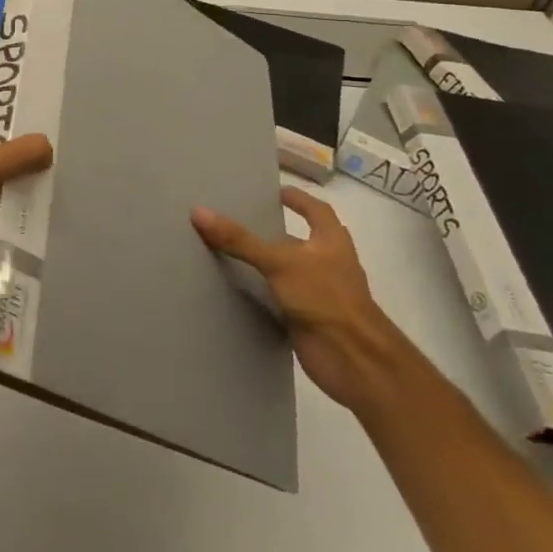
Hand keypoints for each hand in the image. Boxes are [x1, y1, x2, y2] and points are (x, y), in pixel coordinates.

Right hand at [192, 187, 409, 413]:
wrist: (353, 360)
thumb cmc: (325, 298)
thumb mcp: (279, 262)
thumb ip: (240, 240)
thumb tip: (198, 212)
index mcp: (331, 242)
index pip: (317, 211)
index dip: (299, 199)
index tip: (276, 192)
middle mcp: (328, 264)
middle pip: (302, 241)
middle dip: (277, 231)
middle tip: (242, 219)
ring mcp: (319, 293)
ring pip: (289, 271)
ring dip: (267, 263)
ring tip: (230, 250)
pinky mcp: (308, 318)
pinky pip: (280, 298)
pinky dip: (262, 293)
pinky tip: (237, 288)